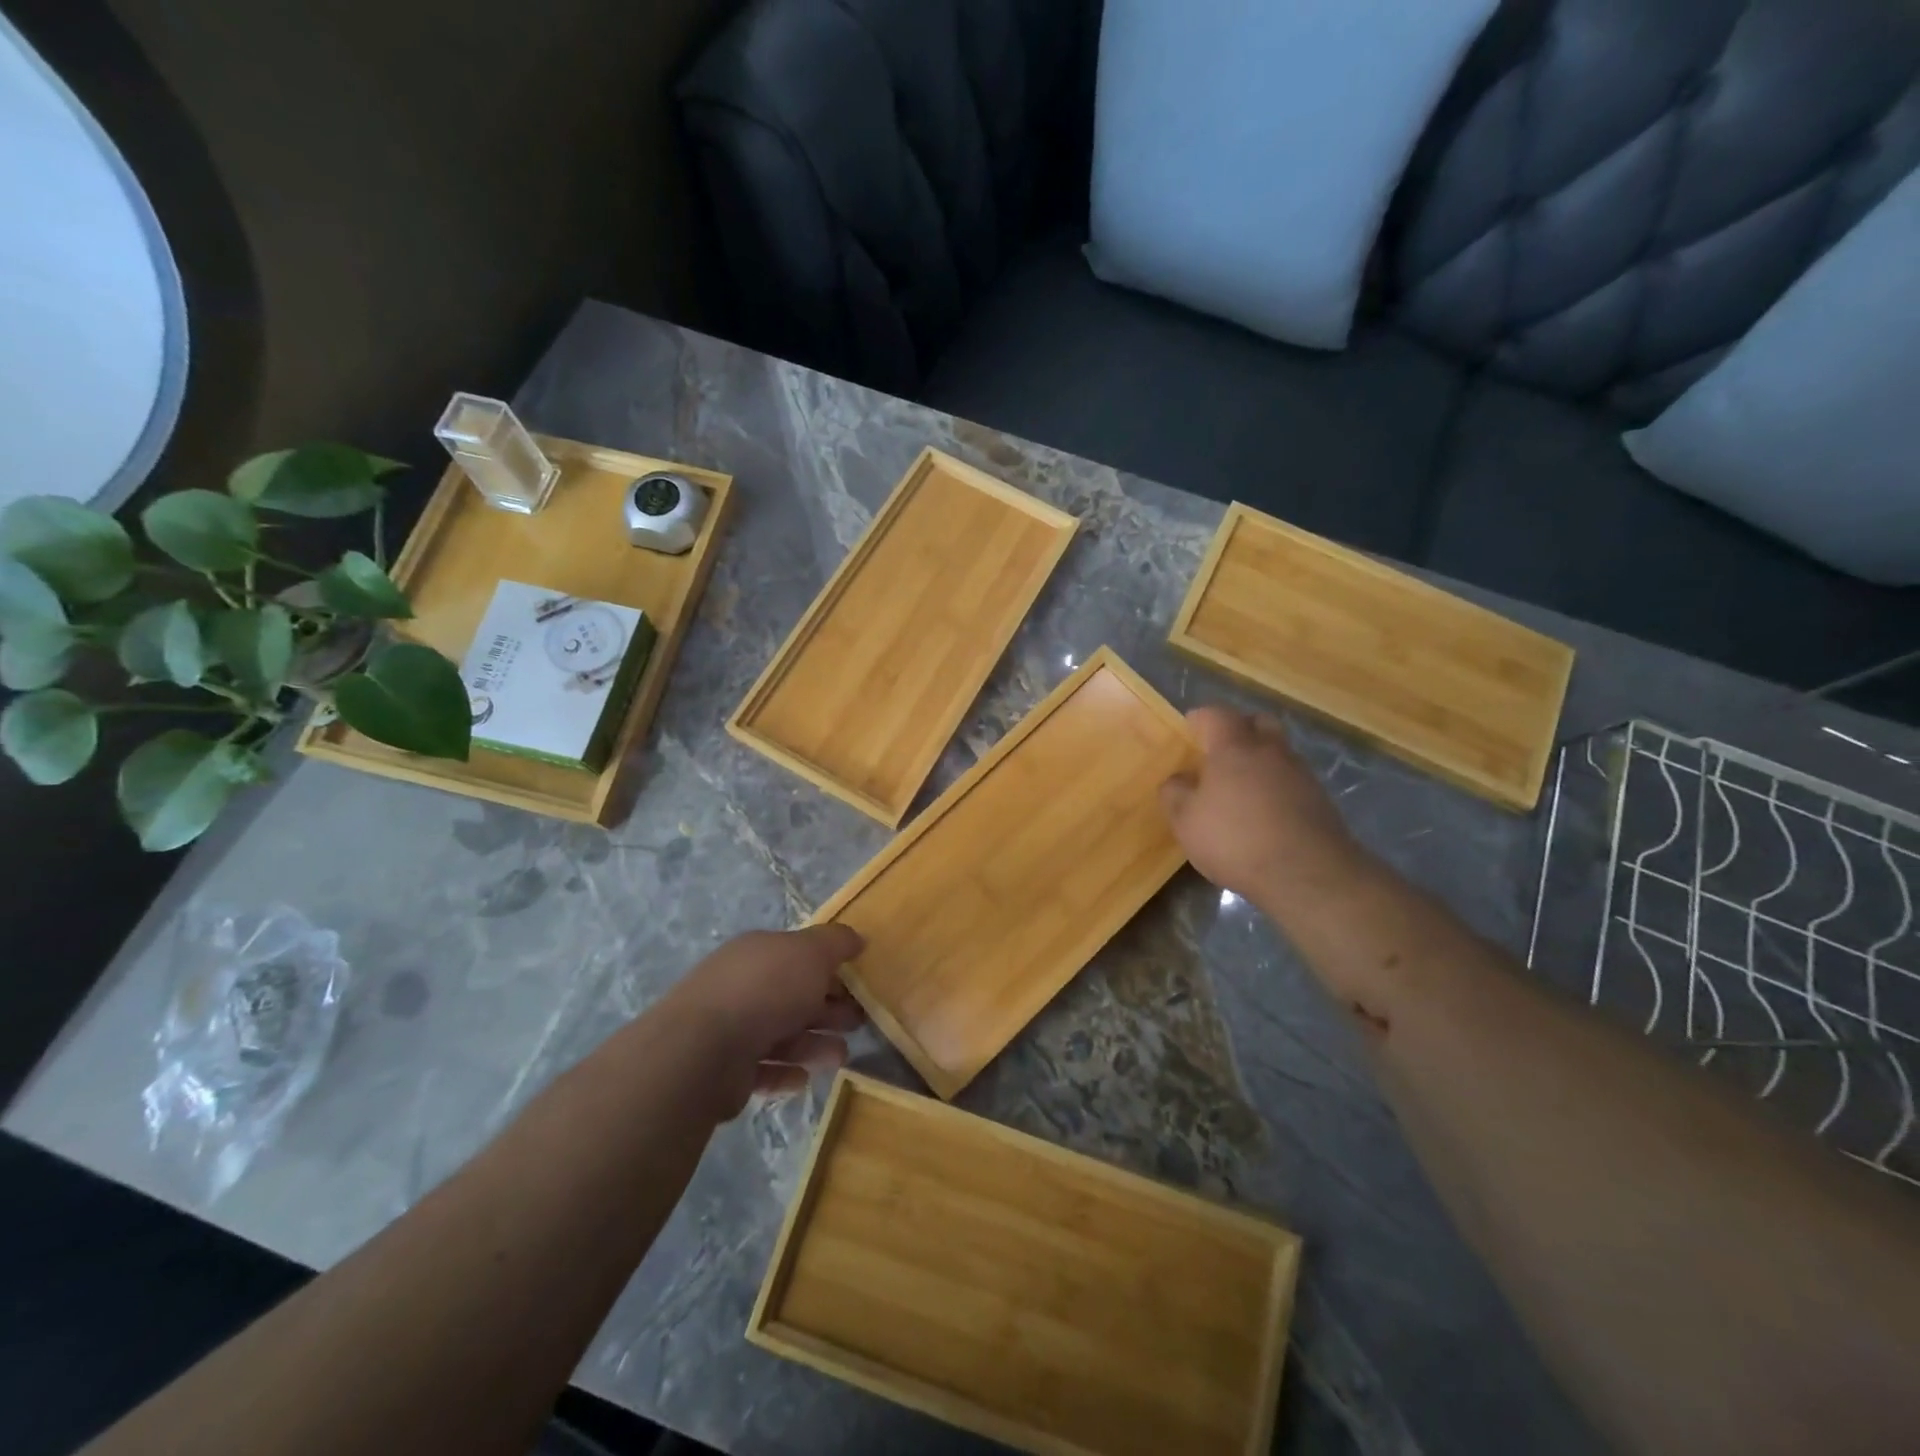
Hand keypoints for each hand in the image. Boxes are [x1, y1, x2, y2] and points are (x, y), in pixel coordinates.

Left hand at [664, 925, 866, 1118]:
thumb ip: (836, 942)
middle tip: (858, 1023)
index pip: (799, 957)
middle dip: (828, 1009)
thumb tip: (857, 939)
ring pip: (781, 1034)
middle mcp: (742, 986)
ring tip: (840, 1057)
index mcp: (759, 953)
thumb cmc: (766, 990)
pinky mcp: (724, 1070)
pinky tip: (804, 1079)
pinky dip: (785, 1073)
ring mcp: (730, 1028)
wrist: (703, 1050)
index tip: (859, 986)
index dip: (831, 969)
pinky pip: (762, 1069)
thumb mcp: (811, 952)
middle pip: (793, 996)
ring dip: (814, 1044)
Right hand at [1160, 706, 1363, 904]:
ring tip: (1242, 785)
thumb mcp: (1186, 821)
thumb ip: (1175, 794)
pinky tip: (1265, 811)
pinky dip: (1276, 786)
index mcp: (1234, 747)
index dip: (1201, 718)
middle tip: (1220, 748)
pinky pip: (1292, 780)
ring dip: (1261, 759)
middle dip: (1239, 728)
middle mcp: (1270, 751)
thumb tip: (1177, 779)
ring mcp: (1300, 774)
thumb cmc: (1235, 839)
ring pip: (1278, 751)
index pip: (1217, 715)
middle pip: (1258, 722)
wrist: (1307, 874)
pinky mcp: (1320, 800)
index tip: (1190, 727)